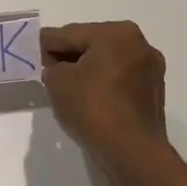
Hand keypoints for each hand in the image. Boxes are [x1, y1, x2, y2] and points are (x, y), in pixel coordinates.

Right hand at [40, 21, 168, 167]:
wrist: (131, 152)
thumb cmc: (92, 107)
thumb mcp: (56, 80)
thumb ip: (51, 64)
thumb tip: (59, 67)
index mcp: (117, 33)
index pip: (69, 33)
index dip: (47, 47)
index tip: (33, 59)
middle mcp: (140, 44)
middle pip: (91, 45)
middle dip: (69, 58)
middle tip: (49, 76)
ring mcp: (151, 70)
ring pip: (107, 63)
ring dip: (87, 72)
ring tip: (68, 91)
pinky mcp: (154, 93)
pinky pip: (120, 81)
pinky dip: (103, 86)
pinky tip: (89, 103)